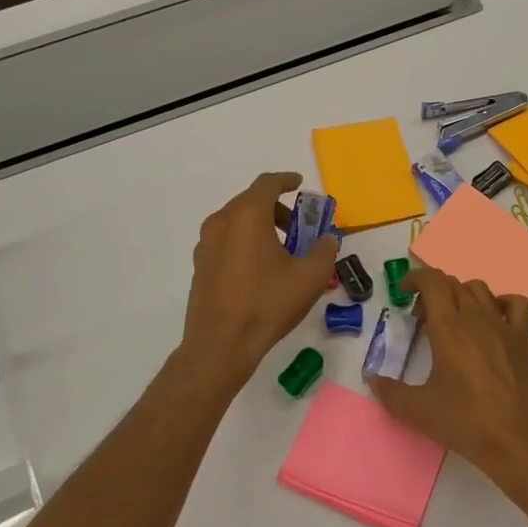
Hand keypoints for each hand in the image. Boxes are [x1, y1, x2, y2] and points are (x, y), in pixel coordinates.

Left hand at [180, 172, 338, 390]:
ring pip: (237, 221)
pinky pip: (226, 240)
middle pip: (251, 202)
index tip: (299, 184)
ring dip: (261, 226)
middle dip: (277, 208)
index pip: (267, 184)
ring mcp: (206, 244)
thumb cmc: (267, 304)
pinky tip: (260, 269)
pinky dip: (245, 242)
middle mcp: (221, 222)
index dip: (286, 180)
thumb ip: (325, 250)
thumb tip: (327, 240)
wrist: (220, 345)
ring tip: (282, 251)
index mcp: (247, 216)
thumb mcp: (310, 277)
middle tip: (298, 227)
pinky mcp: (200, 266)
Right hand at [368, 265, 527, 501]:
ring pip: (480, 289)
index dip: (415, 278)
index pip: (432, 281)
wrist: (517, 441)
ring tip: (452, 319)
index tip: (403, 292)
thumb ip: (390, 392)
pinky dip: (500, 303)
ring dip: (461, 295)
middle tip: (422, 318)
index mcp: (449, 328)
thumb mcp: (418, 411)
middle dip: (432, 292)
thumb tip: (372, 380)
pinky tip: (492, 320)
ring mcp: (503, 326)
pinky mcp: (523, 339)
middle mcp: (476, 318)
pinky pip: (515, 304)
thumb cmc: (466, 422)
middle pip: (453, 284)